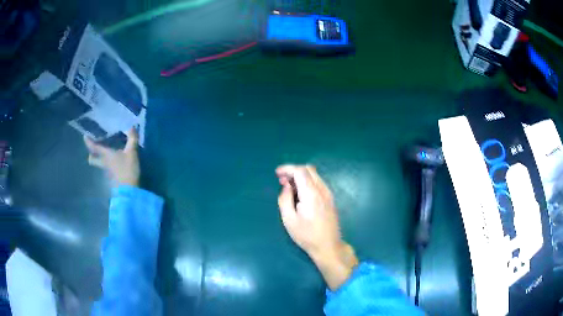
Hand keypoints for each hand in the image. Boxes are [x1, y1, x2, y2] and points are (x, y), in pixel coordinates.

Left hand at [84, 128, 139, 186]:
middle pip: (93, 160)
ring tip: (105, 152)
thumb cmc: (127, 169)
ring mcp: (107, 171)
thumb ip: (132, 140)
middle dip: (91, 155)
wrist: (129, 191)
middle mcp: (104, 163)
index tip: (85, 136)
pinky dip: (108, 164)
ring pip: (100, 164)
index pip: (95, 147)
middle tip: (93, 149)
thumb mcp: (132, 152)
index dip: (89, 142)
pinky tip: (115, 161)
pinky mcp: (112, 177)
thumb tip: (132, 127)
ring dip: (100, 159)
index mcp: (106, 155)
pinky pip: (107, 168)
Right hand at [276, 165, 357, 289]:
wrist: (328, 246)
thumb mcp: (289, 219)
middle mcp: (322, 190)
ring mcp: (328, 194)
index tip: (277, 173)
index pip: (300, 171)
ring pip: (314, 175)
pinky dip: (307, 182)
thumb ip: (284, 198)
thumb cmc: (306, 235)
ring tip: (289, 188)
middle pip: (308, 169)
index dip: (287, 168)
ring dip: (301, 176)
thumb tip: (286, 185)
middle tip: (282, 180)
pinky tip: (300, 194)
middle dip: (293, 170)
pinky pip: (318, 182)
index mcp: (311, 194)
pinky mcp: (330, 199)